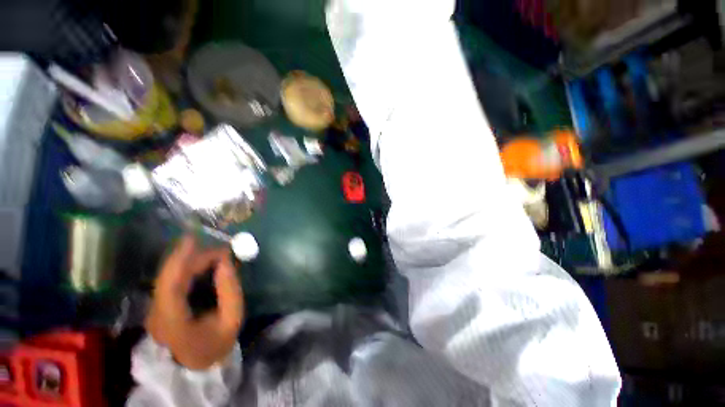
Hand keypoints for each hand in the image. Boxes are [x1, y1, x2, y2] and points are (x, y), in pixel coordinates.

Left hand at [146, 235, 244, 369]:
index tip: (192, 239)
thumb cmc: (215, 342)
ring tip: (217, 256)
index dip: (178, 261)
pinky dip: (188, 267)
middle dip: (196, 258)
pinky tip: (204, 264)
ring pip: (170, 275)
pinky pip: (172, 279)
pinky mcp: (159, 304)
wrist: (194, 363)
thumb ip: (230, 291)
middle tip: (222, 251)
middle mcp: (157, 314)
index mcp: (174, 323)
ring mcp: (155, 309)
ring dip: (193, 261)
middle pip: (171, 276)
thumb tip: (225, 263)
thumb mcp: (232, 319)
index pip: (170, 288)